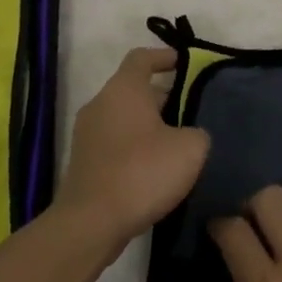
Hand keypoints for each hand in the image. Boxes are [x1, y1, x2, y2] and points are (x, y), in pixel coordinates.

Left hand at [53, 47, 209, 254]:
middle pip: (133, 89)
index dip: (165, 57)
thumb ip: (197, 132)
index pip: (142, 57)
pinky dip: (134, 147)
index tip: (186, 64)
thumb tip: (190, 135)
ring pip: (124, 117)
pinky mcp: (84, 162)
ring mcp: (87, 134)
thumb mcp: (190, 149)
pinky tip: (155, 169)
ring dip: (149, 125)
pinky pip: (114, 142)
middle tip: (191, 112)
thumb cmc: (142, 173)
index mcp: (123, 89)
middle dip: (163, 97)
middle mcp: (100, 104)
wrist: (90, 224)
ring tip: (177, 143)